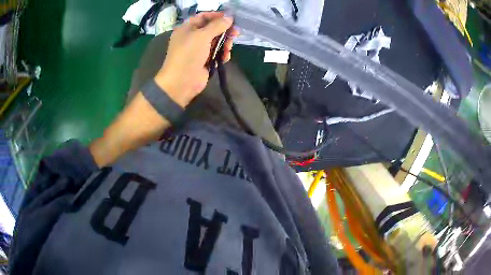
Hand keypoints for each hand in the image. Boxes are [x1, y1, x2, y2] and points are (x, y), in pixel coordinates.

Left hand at [154, 12, 237, 107]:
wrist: (181, 82)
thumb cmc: (188, 54)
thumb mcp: (202, 36)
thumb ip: (217, 25)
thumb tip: (229, 17)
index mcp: (187, 28)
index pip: (203, 16)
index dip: (217, 15)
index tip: (230, 17)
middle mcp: (193, 37)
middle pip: (212, 29)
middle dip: (224, 30)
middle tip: (236, 33)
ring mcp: (199, 49)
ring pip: (216, 41)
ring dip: (225, 43)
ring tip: (229, 48)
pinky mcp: (205, 60)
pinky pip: (217, 53)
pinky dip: (222, 54)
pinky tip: (225, 57)